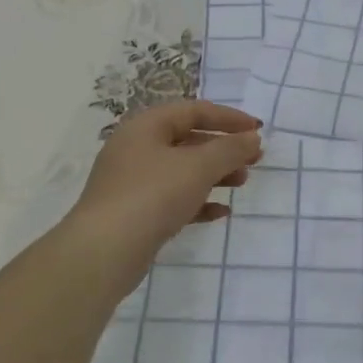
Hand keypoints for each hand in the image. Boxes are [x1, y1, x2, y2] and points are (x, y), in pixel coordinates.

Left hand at [68, 100, 263, 277]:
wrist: (104, 252)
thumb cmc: (152, 195)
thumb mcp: (198, 167)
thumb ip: (230, 149)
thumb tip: (253, 138)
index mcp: (146, 126)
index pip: (194, 111)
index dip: (229, 118)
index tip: (258, 131)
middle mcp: (136, 148)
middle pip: (188, 139)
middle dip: (224, 148)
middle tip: (254, 160)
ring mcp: (133, 182)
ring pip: (182, 170)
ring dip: (215, 174)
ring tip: (242, 183)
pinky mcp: (135, 213)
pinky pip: (173, 198)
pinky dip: (198, 201)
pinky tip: (220, 212)